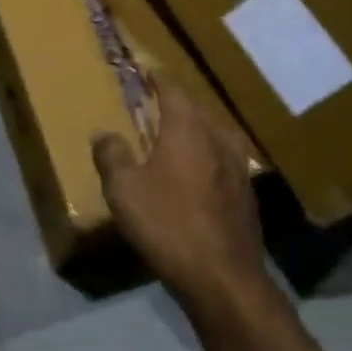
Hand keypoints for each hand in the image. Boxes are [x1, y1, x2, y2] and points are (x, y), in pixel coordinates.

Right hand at [92, 78, 267, 308]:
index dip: (156, 78)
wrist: (224, 279)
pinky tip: (199, 173)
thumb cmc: (168, 224)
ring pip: (215, 134)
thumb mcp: (124, 190)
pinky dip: (208, 156)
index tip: (145, 71)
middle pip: (196, 109)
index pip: (172, 89)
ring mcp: (239, 167)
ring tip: (178, 135)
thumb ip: (111, 155)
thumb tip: (103, 133)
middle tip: (156, 102)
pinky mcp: (247, 195)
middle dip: (176, 102)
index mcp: (187, 127)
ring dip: (196, 129)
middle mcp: (218, 138)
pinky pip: (224, 160)